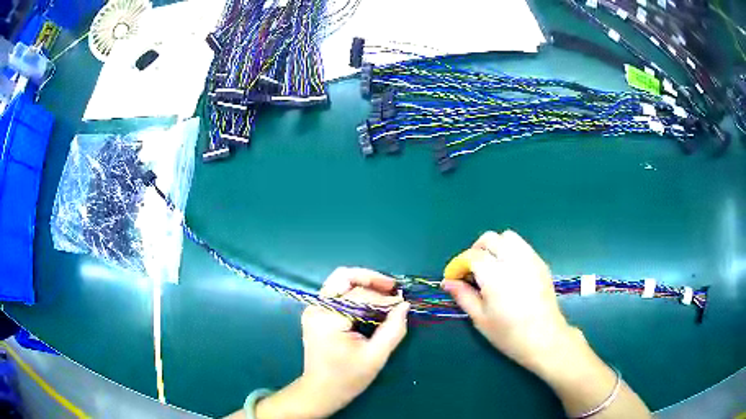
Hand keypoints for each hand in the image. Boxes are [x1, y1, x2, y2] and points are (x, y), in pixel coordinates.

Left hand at [255, 267, 409, 418]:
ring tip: (385, 293)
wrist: (320, 391)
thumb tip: (404, 305)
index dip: (383, 297)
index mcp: (328, 319)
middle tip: (391, 288)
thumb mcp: (375, 357)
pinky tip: (371, 302)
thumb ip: (393, 330)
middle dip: (370, 278)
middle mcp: (316, 308)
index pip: (359, 296)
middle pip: (343, 276)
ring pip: (339, 281)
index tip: (402, 301)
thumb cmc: (347, 378)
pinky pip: (337, 293)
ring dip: (363, 284)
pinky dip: (356, 293)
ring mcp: (314, 309)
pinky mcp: (316, 313)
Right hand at [441, 230, 576, 373]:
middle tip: (472, 271)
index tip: (454, 278)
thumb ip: (463, 295)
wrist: (544, 338)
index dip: (459, 264)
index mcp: (495, 275)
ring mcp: (530, 259)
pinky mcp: (541, 263)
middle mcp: (513, 260)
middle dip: (476, 251)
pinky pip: (522, 246)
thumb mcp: (480, 318)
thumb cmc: (509, 333)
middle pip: (490, 239)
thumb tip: (447, 281)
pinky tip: (509, 271)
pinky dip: (510, 251)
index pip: (472, 256)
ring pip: (508, 237)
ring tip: (491, 267)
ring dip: (495, 246)